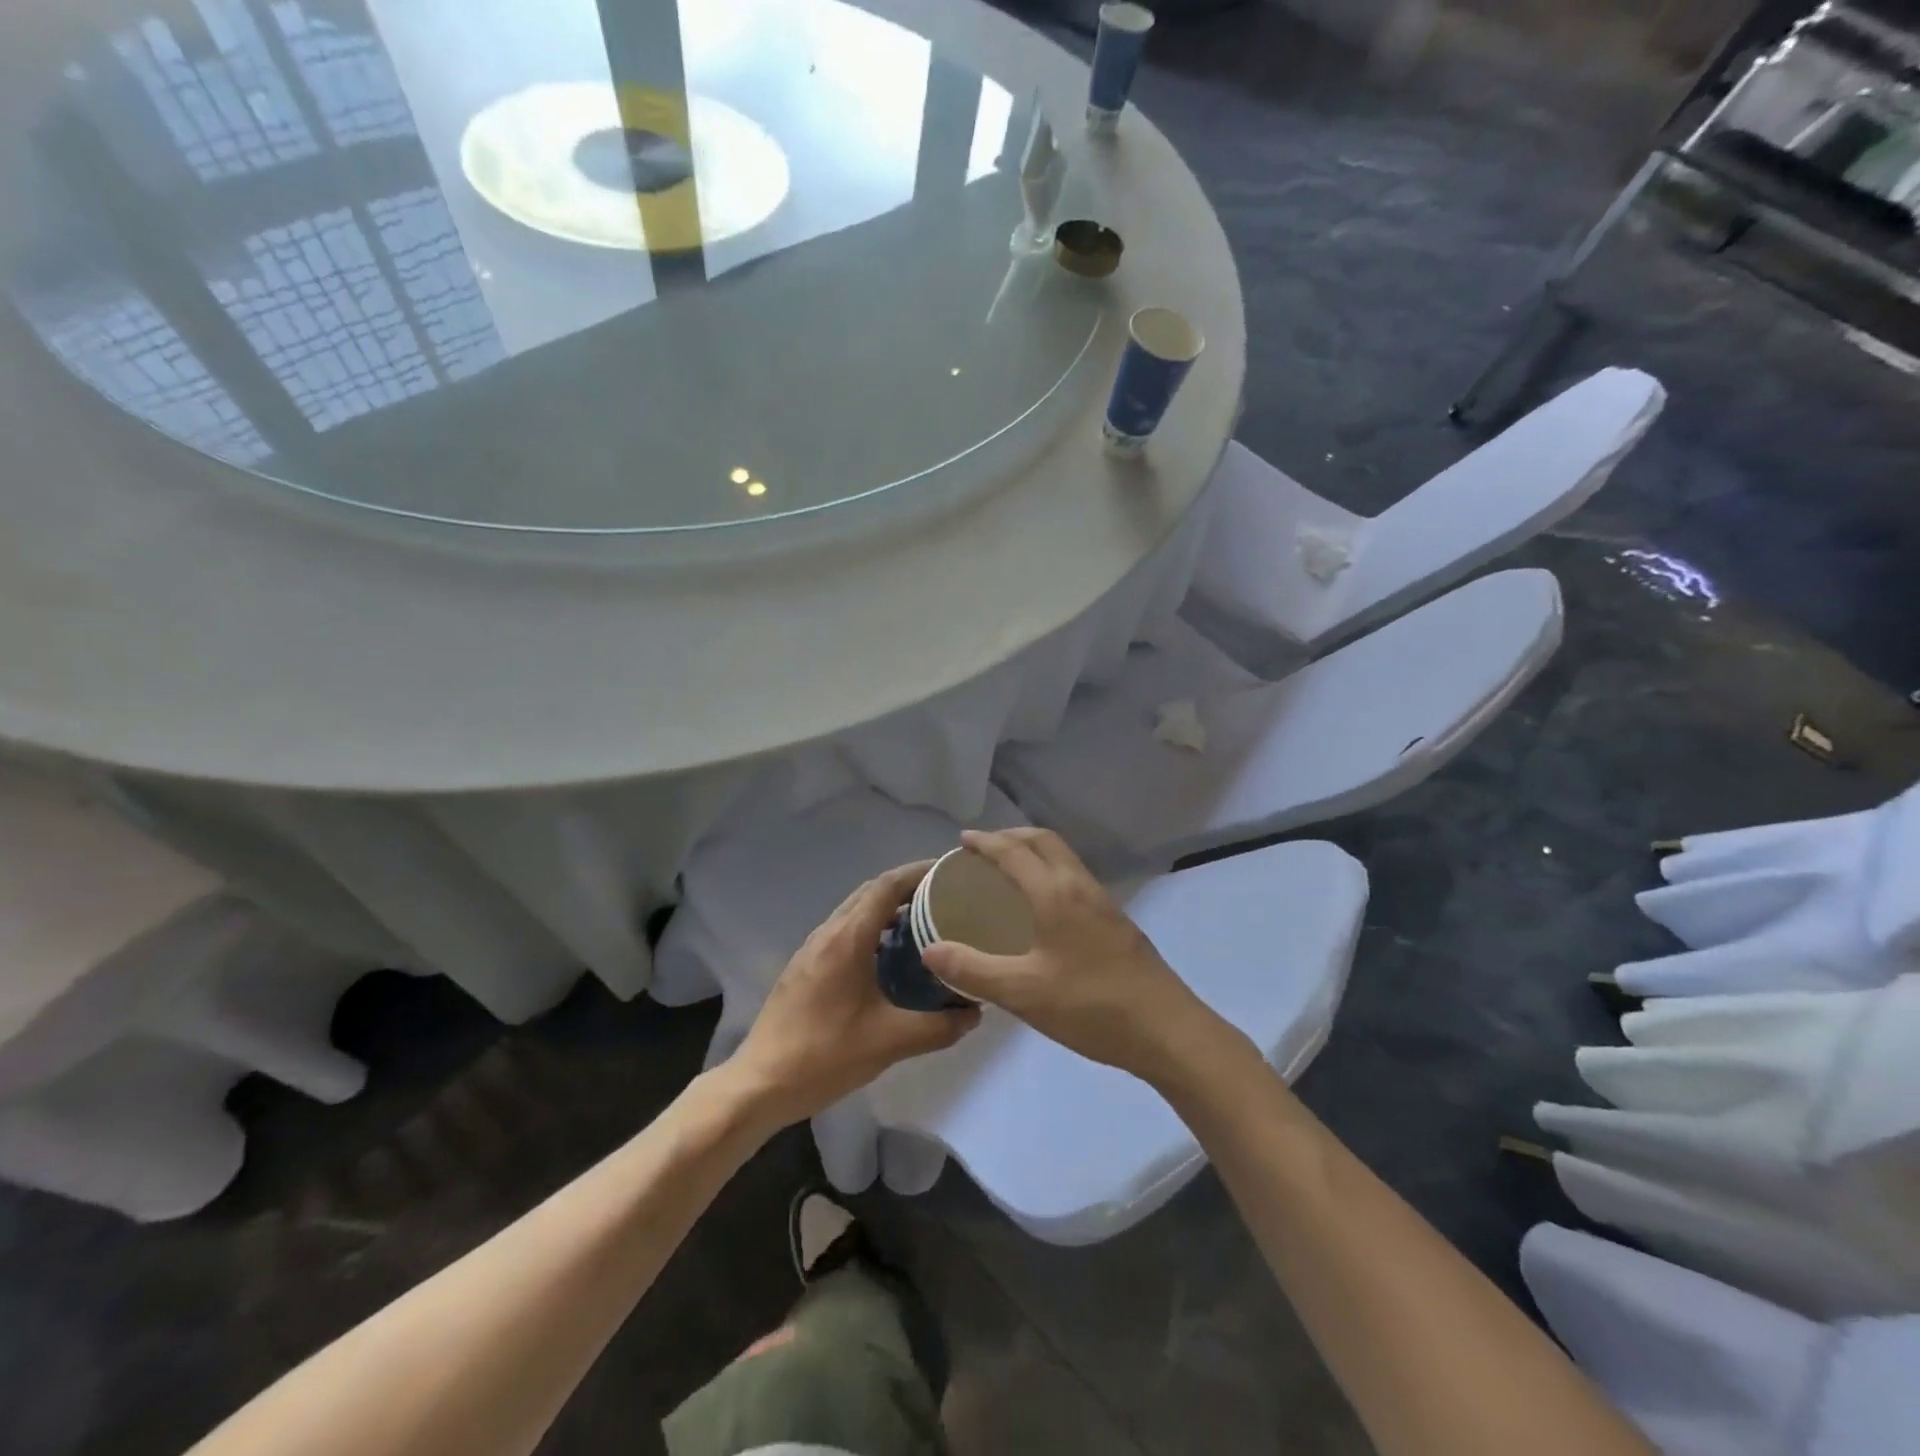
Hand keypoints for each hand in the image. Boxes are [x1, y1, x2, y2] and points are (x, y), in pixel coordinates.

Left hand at [730, 862, 980, 1125]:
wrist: (761, 1083)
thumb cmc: (825, 1055)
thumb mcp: (891, 1043)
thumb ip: (938, 1027)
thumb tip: (974, 1013)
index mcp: (848, 938)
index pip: (887, 885)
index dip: (919, 872)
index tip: (949, 872)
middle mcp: (828, 932)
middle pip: (871, 891)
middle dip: (908, 886)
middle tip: (945, 897)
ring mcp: (812, 948)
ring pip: (855, 911)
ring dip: (888, 907)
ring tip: (925, 922)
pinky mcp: (805, 966)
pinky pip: (844, 930)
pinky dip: (872, 927)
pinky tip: (890, 956)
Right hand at [921, 829, 1219, 1081]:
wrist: (1167, 1031)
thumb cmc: (1091, 1006)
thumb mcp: (1022, 992)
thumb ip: (973, 970)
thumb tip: (930, 950)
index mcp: (1056, 893)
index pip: (1015, 852)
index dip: (986, 843)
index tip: (962, 841)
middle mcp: (1081, 887)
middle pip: (1045, 842)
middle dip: (1012, 837)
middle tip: (983, 850)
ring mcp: (1104, 904)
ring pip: (1064, 860)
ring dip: (1035, 853)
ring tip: (1008, 873)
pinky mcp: (1117, 923)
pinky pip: (1075, 880)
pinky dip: (1050, 874)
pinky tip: (1042, 909)